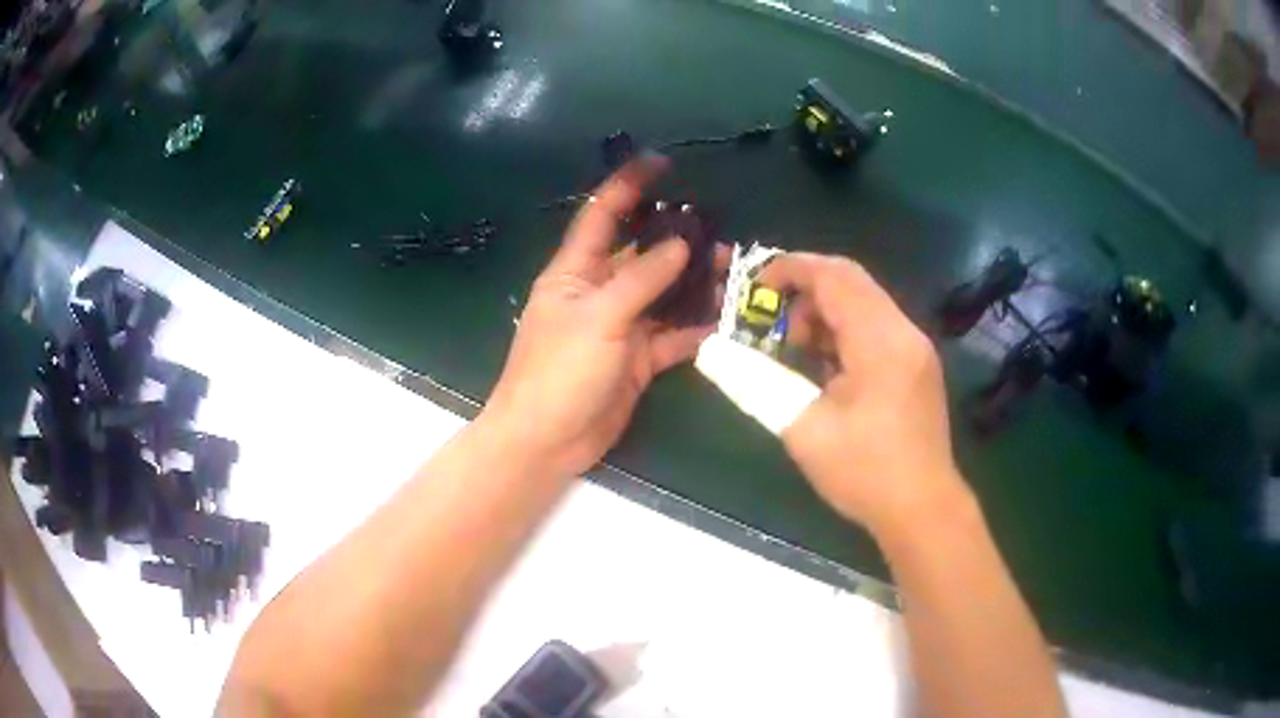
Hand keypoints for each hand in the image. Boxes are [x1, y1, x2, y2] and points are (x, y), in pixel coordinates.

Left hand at [482, 156, 718, 476]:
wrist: (547, 441)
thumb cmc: (559, 370)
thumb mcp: (599, 316)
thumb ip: (641, 279)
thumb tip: (681, 244)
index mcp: (575, 272)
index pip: (602, 216)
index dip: (628, 187)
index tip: (661, 164)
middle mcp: (599, 292)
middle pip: (643, 255)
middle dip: (678, 240)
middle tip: (720, 230)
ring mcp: (621, 327)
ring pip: (664, 295)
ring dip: (695, 284)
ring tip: (735, 271)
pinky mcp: (638, 361)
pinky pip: (673, 336)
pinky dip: (697, 328)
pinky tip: (727, 318)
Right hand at [757, 253, 966, 534]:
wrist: (923, 510)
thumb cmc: (864, 472)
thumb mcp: (803, 429)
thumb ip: (755, 383)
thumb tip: (712, 351)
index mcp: (880, 339)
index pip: (833, 276)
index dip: (789, 270)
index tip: (753, 288)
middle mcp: (903, 331)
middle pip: (851, 282)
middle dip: (804, 290)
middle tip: (769, 322)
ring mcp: (915, 348)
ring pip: (864, 303)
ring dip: (824, 313)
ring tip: (792, 349)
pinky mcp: (917, 366)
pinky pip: (876, 328)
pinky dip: (844, 333)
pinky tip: (824, 368)